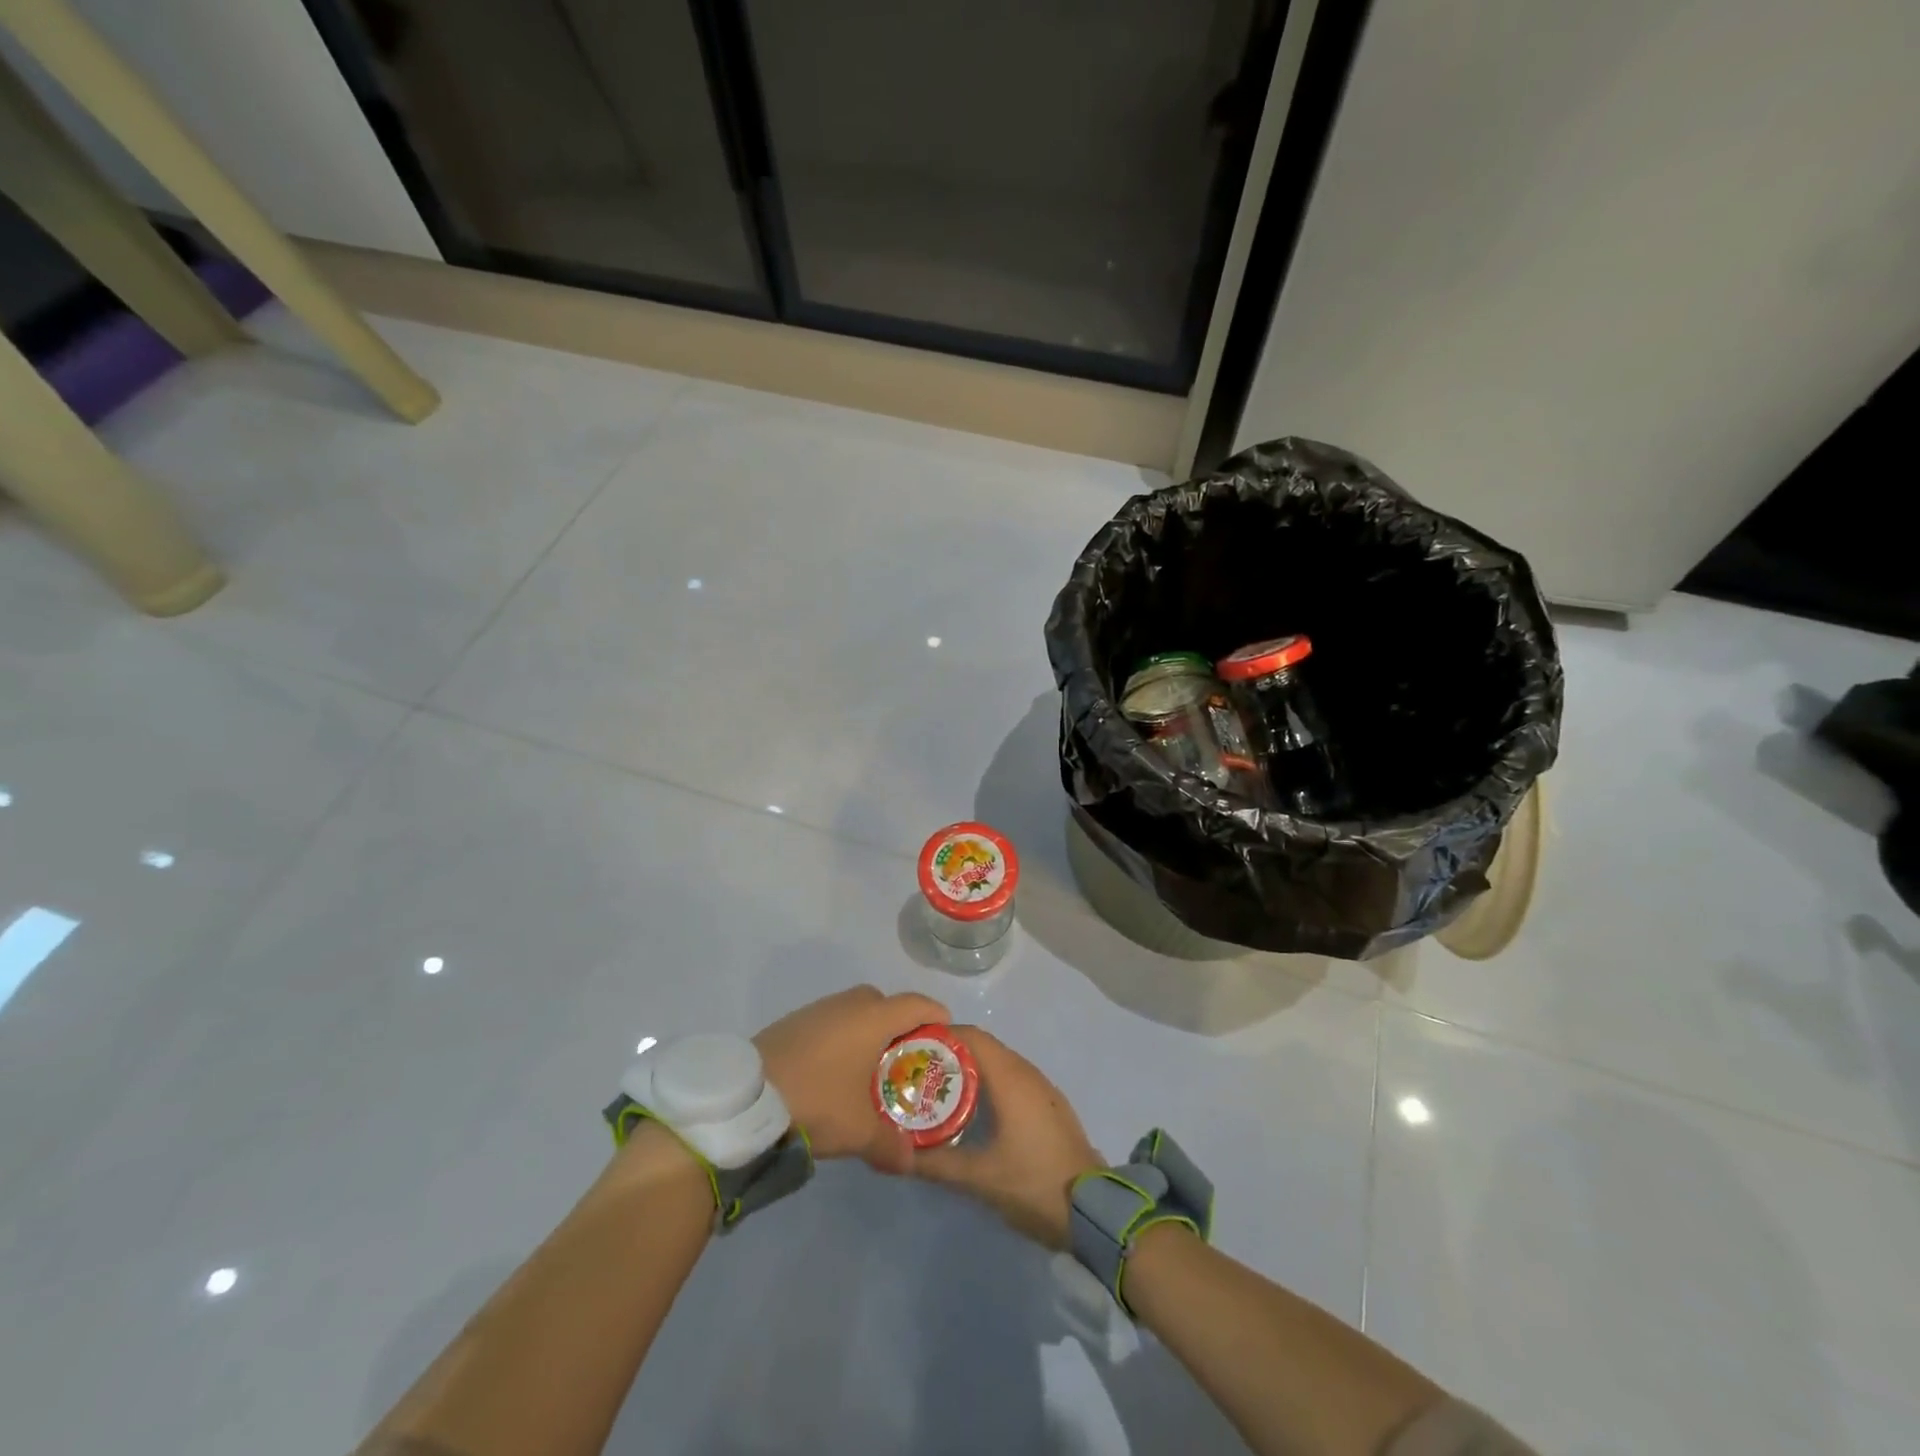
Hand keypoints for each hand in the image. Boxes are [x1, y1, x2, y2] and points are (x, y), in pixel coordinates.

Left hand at [755, 985, 949, 1174]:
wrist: (747, 1098)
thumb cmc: (816, 1101)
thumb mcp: (858, 1131)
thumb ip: (890, 1144)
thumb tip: (910, 1161)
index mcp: (872, 1018)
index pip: (915, 1003)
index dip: (935, 1015)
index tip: (946, 1032)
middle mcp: (847, 1005)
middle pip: (884, 1002)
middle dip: (898, 1024)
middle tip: (905, 1056)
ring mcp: (816, 1010)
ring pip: (853, 1011)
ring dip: (865, 1030)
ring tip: (868, 1067)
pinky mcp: (792, 1023)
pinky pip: (829, 1022)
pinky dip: (840, 1038)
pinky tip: (833, 1071)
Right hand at [912, 1026, 1102, 1249]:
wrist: (1094, 1210)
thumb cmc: (1034, 1184)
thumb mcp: (979, 1178)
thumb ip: (936, 1163)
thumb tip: (899, 1154)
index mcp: (1010, 1078)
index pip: (971, 1037)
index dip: (940, 1037)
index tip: (913, 1050)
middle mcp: (1027, 1072)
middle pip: (983, 1047)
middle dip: (950, 1054)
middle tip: (919, 1073)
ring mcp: (1042, 1088)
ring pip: (999, 1063)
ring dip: (970, 1068)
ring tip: (939, 1090)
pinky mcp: (1049, 1105)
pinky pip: (1012, 1078)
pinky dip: (989, 1082)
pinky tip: (975, 1108)